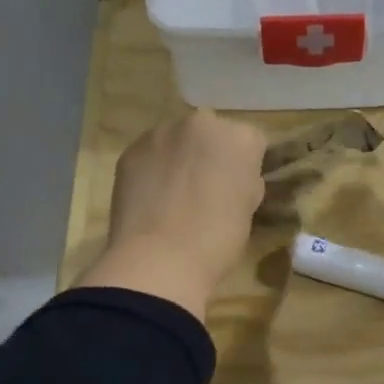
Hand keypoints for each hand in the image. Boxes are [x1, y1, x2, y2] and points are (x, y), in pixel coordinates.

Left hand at [76, 109, 266, 320]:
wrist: (159, 259)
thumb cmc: (217, 239)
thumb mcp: (248, 209)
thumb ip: (244, 181)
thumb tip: (232, 178)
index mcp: (240, 138)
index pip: (252, 142)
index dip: (247, 165)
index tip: (240, 187)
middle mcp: (202, 123)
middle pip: (212, 133)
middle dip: (212, 153)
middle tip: (208, 188)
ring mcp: (162, 133)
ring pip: (178, 140)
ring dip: (180, 158)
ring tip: (175, 194)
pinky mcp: (131, 150)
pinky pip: (150, 154)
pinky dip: (153, 169)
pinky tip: (152, 199)